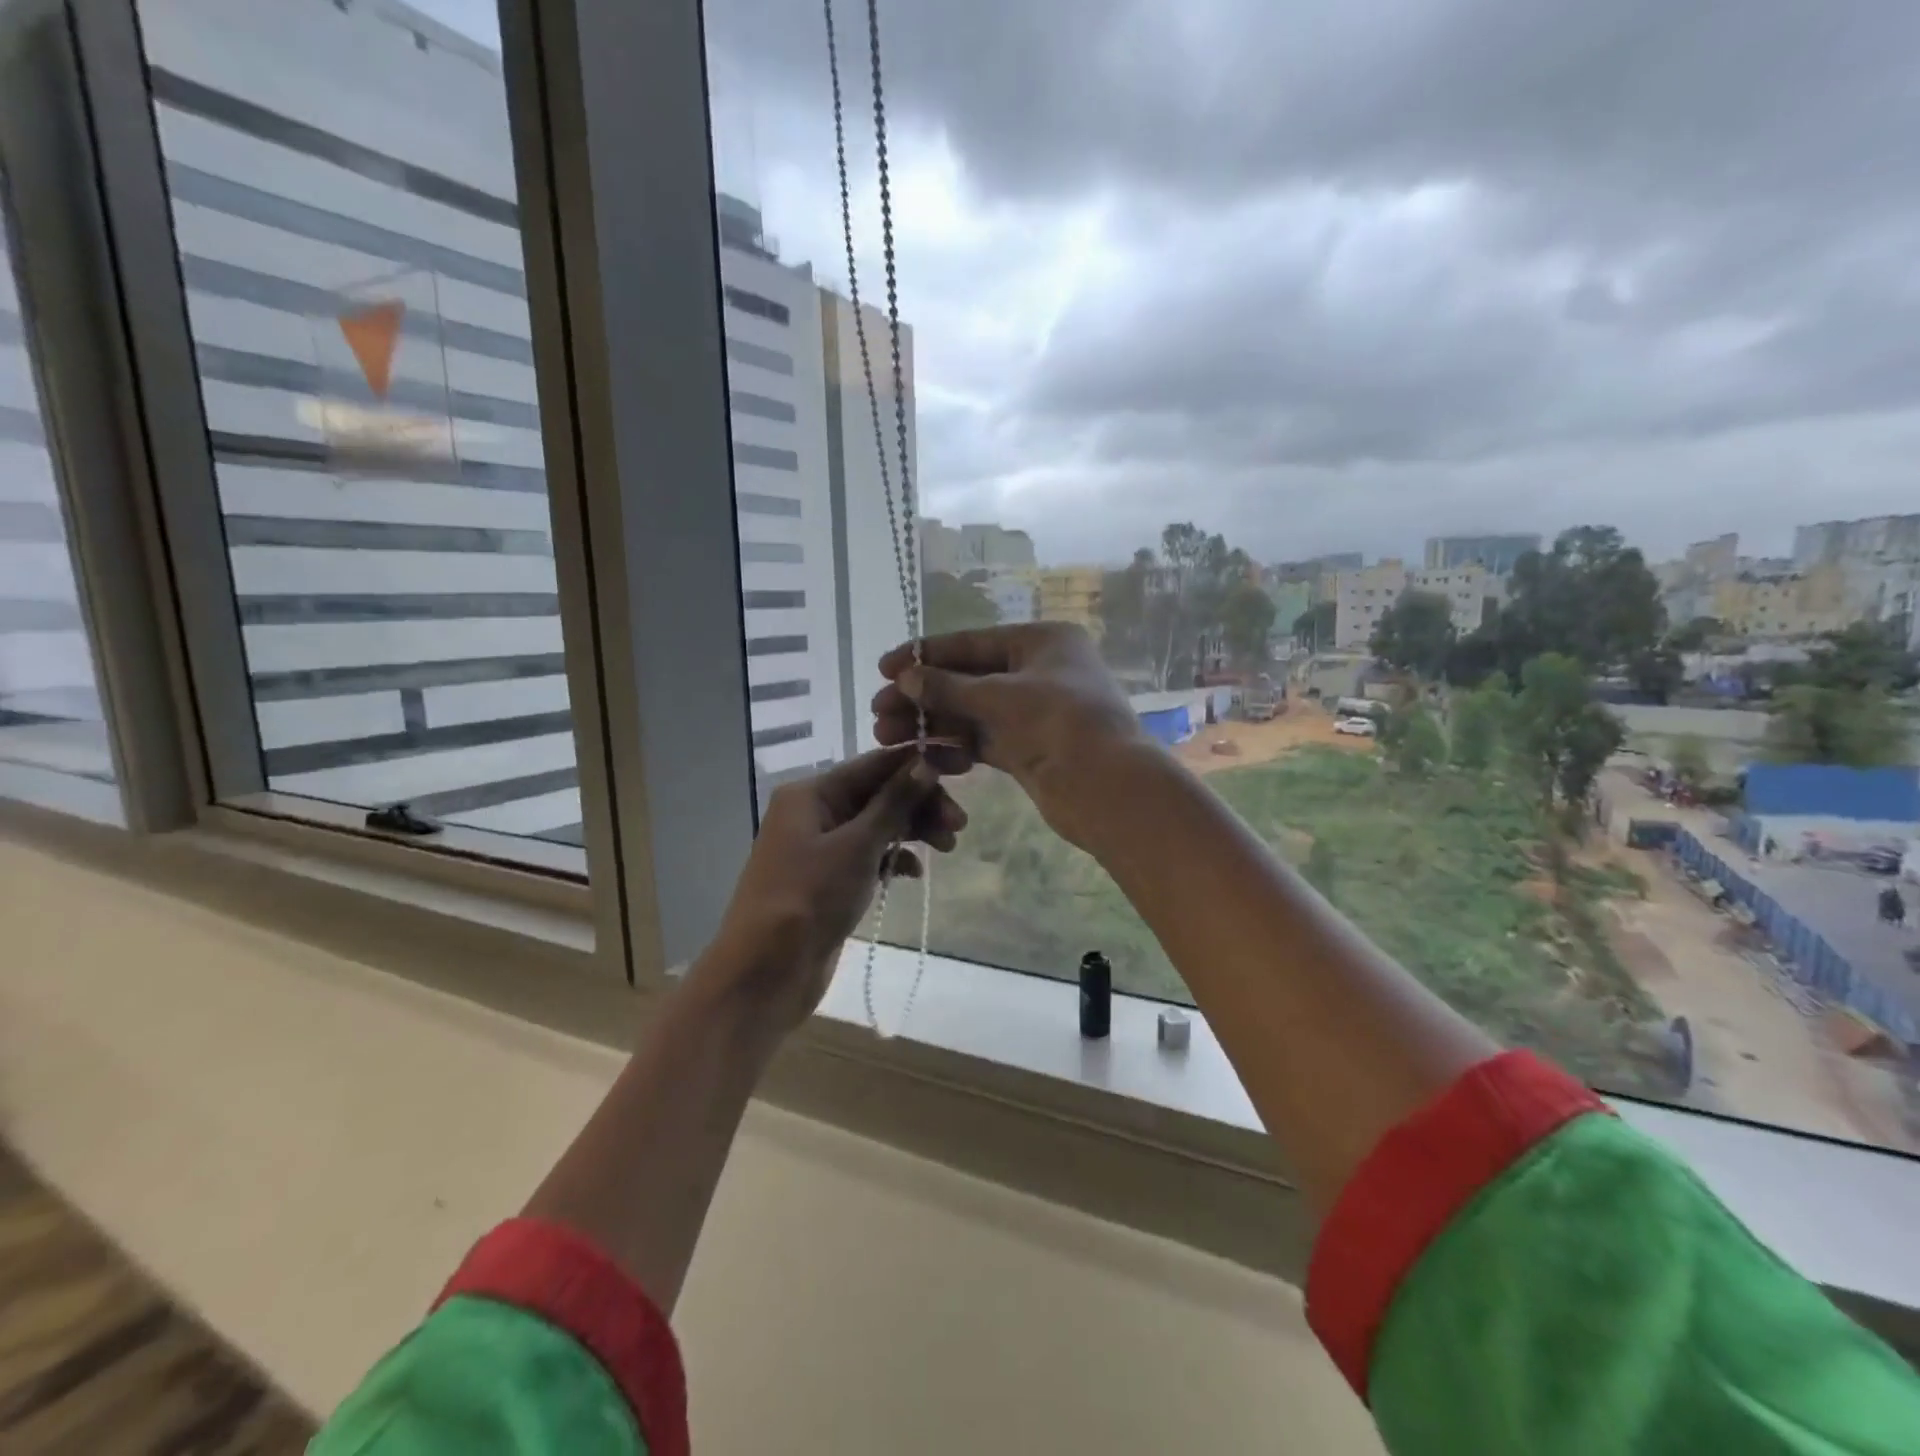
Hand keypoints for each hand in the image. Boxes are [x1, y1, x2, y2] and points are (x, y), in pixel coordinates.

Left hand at [692, 747, 964, 1037]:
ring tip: (948, 847)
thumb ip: (894, 803)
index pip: (875, 764)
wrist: (765, 972)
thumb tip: (926, 763)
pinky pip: (869, 855)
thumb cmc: (808, 899)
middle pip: (879, 794)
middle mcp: (814, 812)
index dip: (918, 764)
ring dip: (913, 831)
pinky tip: (914, 873)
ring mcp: (820, 847)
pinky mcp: (829, 879)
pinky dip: (893, 858)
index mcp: (812, 793)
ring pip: (877, 825)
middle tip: (959, 825)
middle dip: (920, 804)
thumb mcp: (856, 846)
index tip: (961, 771)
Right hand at [871, 623, 1147, 849]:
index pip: (972, 642)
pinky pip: (982, 740)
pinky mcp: (1028, 748)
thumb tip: (905, 677)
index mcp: (1042, 641)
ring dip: (931, 723)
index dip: (925, 654)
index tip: (883, 667)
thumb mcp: (1000, 697)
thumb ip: (948, 686)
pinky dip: (954, 746)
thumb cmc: (1059, 723)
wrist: (1108, 789)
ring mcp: (1034, 712)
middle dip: (922, 695)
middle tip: (878, 711)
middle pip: (968, 678)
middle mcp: (1038, 671)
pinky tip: (923, 755)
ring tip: (885, 736)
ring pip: (971, 712)